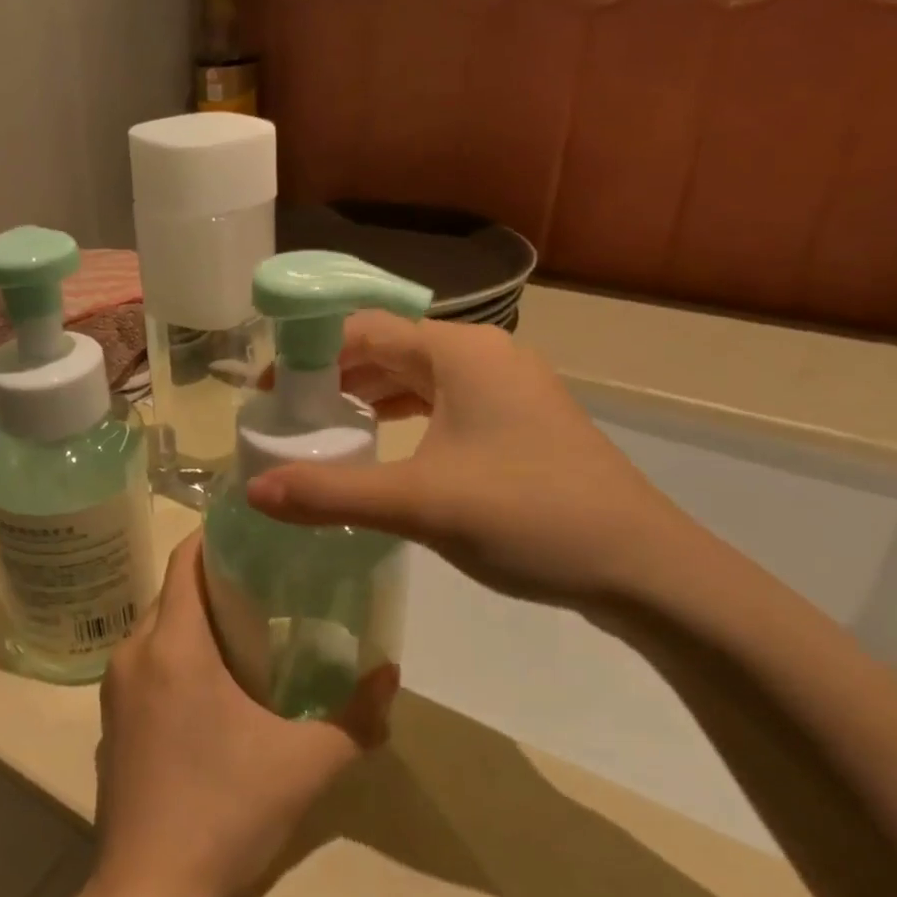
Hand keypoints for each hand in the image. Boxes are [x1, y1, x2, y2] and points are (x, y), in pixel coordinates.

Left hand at [93, 534, 394, 896]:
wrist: (146, 893)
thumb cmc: (223, 812)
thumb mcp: (304, 766)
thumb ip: (356, 718)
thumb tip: (390, 673)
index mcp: (173, 645)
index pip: (186, 560)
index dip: (217, 537)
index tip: (257, 532)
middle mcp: (134, 653)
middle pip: (174, 591)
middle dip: (217, 580)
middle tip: (269, 585)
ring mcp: (115, 689)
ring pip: (158, 628)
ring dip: (196, 620)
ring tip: (249, 631)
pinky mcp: (111, 721)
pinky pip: (146, 663)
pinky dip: (176, 654)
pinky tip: (213, 688)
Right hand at [246, 312, 691, 615]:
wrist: (642, 567)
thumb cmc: (527, 515)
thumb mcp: (419, 504)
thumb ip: (330, 494)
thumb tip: (254, 491)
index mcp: (459, 350)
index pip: (363, 329)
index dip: (309, 355)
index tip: (271, 395)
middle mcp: (483, 355)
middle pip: (388, 350)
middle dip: (334, 380)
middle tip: (290, 420)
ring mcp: (506, 389)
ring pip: (417, 379)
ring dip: (369, 401)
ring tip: (324, 434)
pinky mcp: (518, 423)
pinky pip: (444, 405)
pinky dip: (405, 420)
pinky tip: (384, 452)